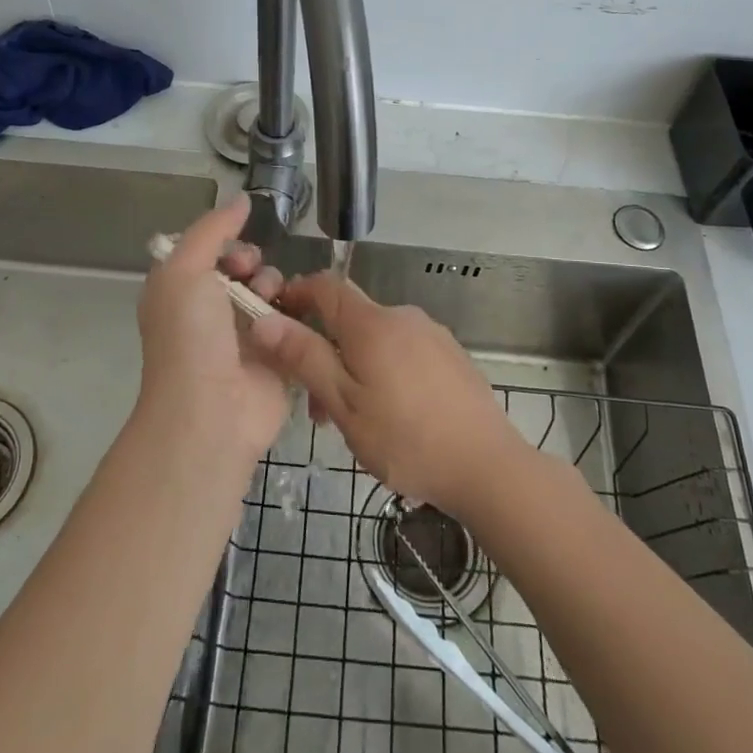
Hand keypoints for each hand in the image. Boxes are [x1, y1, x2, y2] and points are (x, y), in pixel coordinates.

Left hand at [135, 197, 290, 463]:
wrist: (211, 411)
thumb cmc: (190, 337)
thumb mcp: (184, 270)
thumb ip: (211, 229)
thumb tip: (241, 198)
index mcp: (183, 294)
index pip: (212, 252)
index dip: (228, 244)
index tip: (237, 254)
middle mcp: (212, 314)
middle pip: (245, 268)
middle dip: (254, 264)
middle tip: (253, 277)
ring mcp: (245, 338)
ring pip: (272, 292)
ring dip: (275, 288)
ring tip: (273, 302)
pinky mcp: (277, 357)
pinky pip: (293, 321)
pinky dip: (297, 314)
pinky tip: (297, 317)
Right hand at [248, 272, 529, 515]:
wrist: (488, 466)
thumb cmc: (406, 438)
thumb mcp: (344, 404)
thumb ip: (305, 358)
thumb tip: (264, 319)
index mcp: (372, 323)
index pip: (325, 285)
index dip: (296, 294)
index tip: (275, 319)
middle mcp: (403, 316)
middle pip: (350, 319)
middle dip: (325, 350)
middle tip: (317, 407)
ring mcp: (432, 334)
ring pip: (377, 339)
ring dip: (354, 367)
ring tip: (354, 422)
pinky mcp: (451, 355)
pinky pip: (404, 351)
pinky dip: (384, 371)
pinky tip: (392, 416)